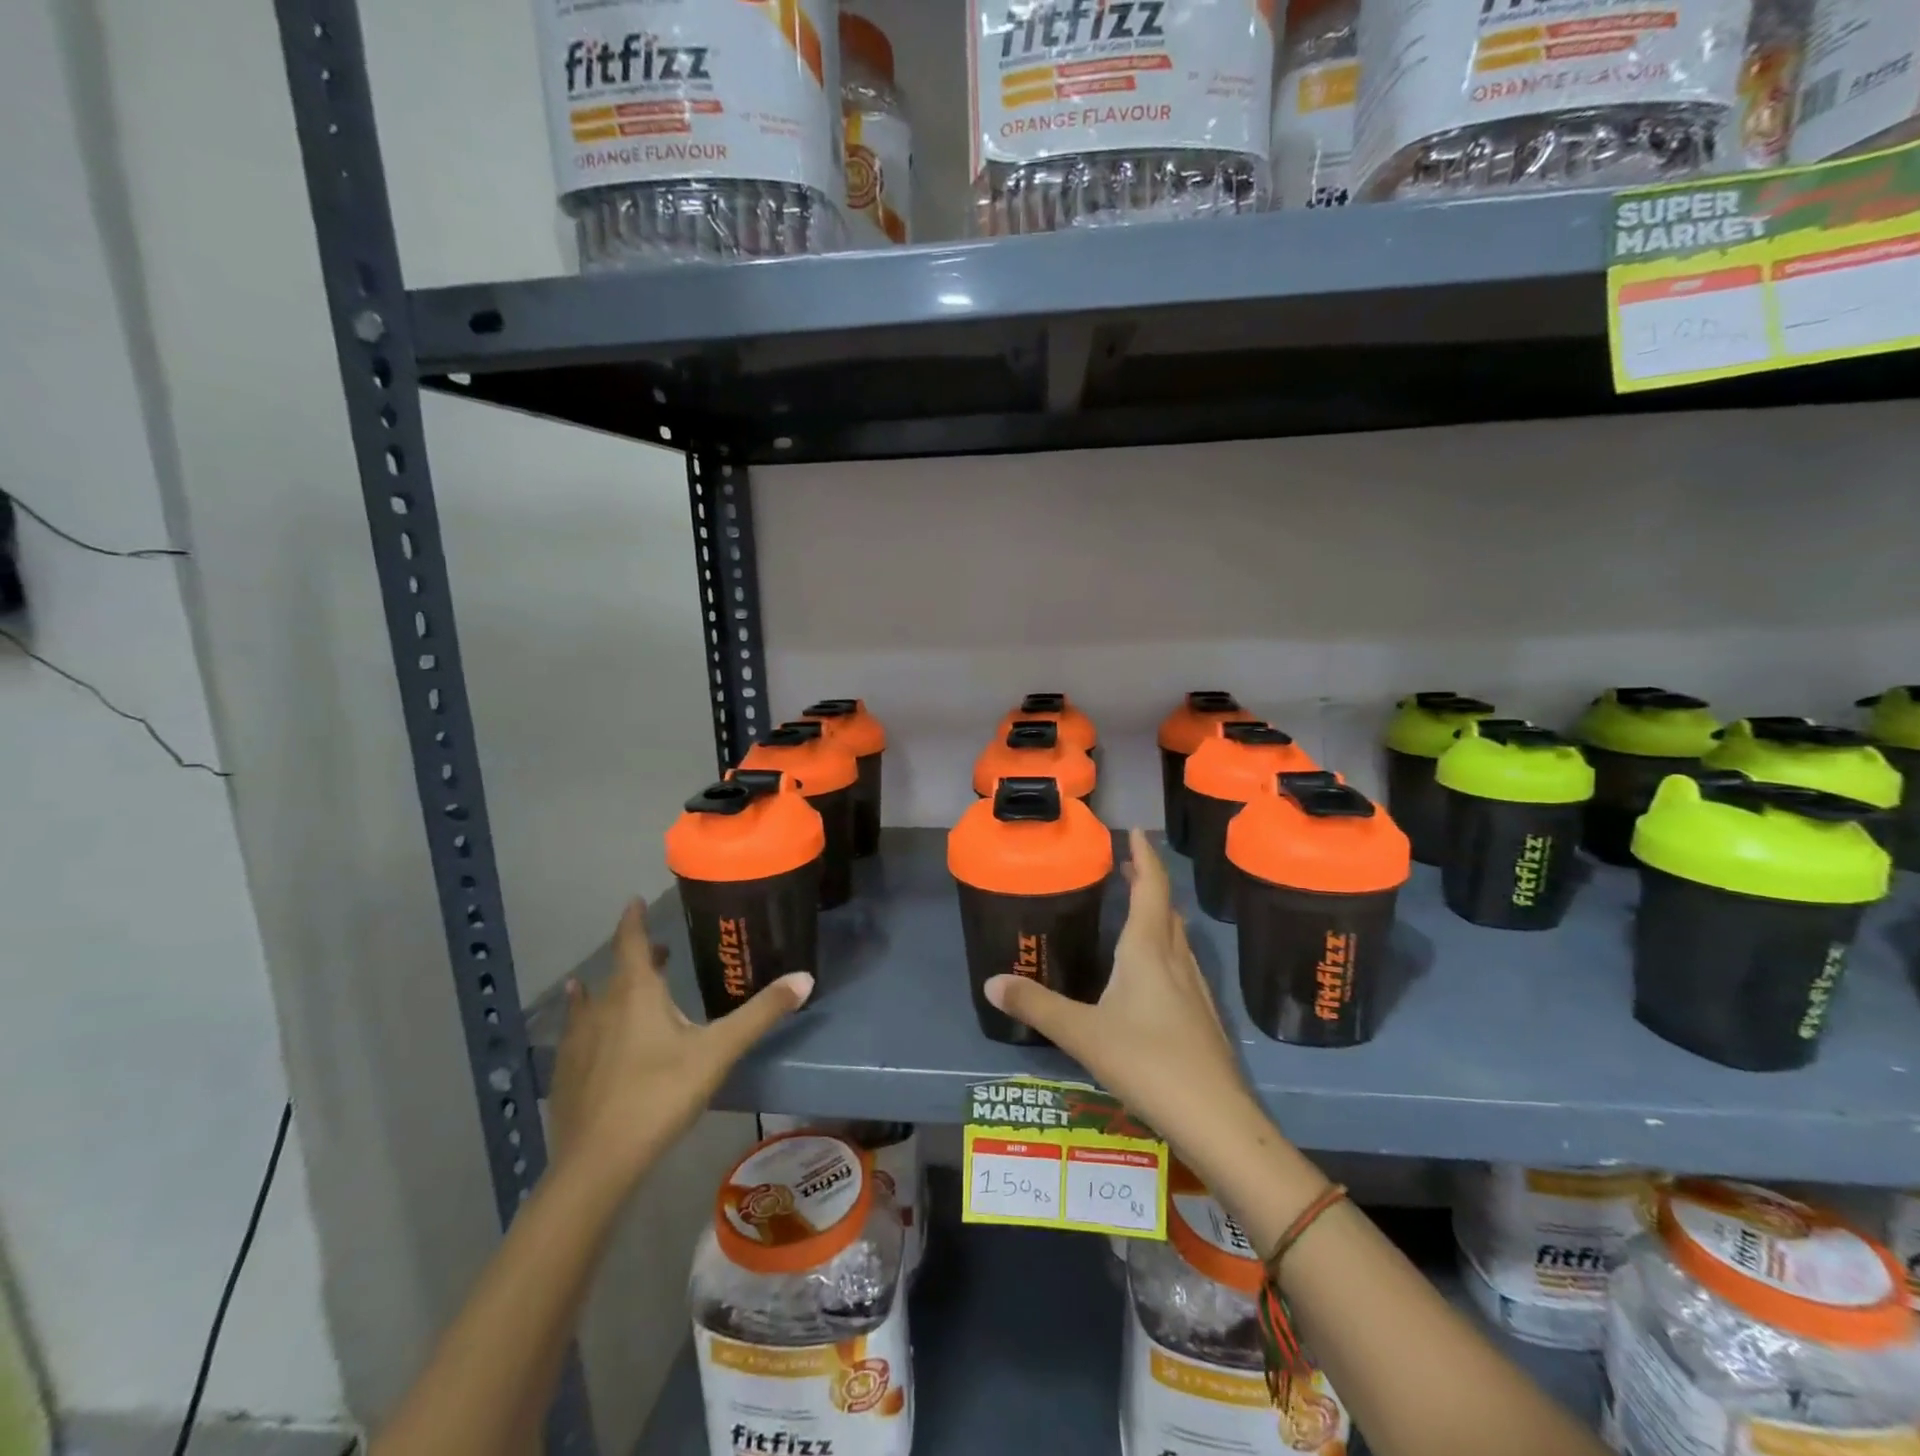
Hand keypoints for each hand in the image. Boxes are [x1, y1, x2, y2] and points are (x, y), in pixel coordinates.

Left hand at [549, 898, 811, 1188]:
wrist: (598, 1163)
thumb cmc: (661, 1095)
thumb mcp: (719, 1051)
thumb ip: (761, 1013)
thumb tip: (805, 977)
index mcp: (637, 994)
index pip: (631, 942)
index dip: (633, 919)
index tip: (634, 900)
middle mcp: (603, 1008)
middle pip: (618, 971)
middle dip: (638, 956)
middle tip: (658, 950)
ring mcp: (578, 1041)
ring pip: (593, 1001)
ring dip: (609, 987)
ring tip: (615, 983)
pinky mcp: (566, 1073)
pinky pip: (576, 1032)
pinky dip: (584, 1019)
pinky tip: (582, 1032)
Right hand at [984, 830, 1269, 1172]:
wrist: (1216, 1119)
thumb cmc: (1147, 1062)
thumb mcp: (1082, 1033)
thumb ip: (1036, 1006)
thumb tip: (991, 982)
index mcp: (1148, 950)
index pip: (1151, 887)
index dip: (1144, 856)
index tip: (1135, 831)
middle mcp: (1175, 960)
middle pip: (1165, 908)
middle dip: (1148, 883)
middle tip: (1126, 868)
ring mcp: (1195, 989)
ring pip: (1177, 937)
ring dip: (1158, 915)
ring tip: (1137, 910)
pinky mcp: (1203, 1017)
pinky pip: (1182, 964)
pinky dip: (1165, 948)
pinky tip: (1153, 973)